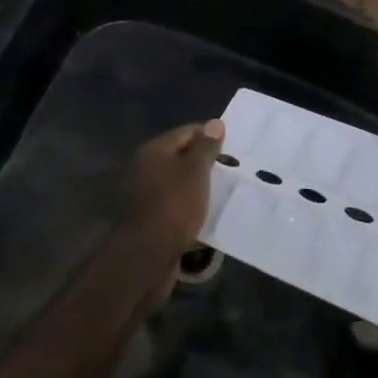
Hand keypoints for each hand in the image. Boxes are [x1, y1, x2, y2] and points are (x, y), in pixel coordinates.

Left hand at [116, 121, 225, 257]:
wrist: (148, 254)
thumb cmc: (174, 205)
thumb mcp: (195, 172)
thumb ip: (205, 147)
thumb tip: (214, 123)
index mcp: (153, 150)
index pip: (186, 132)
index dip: (210, 136)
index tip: (233, 148)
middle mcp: (144, 167)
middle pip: (180, 156)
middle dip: (204, 161)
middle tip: (231, 169)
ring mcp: (144, 192)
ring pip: (177, 180)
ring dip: (197, 184)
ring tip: (223, 190)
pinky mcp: (149, 216)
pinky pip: (174, 201)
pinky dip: (189, 202)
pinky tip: (206, 210)